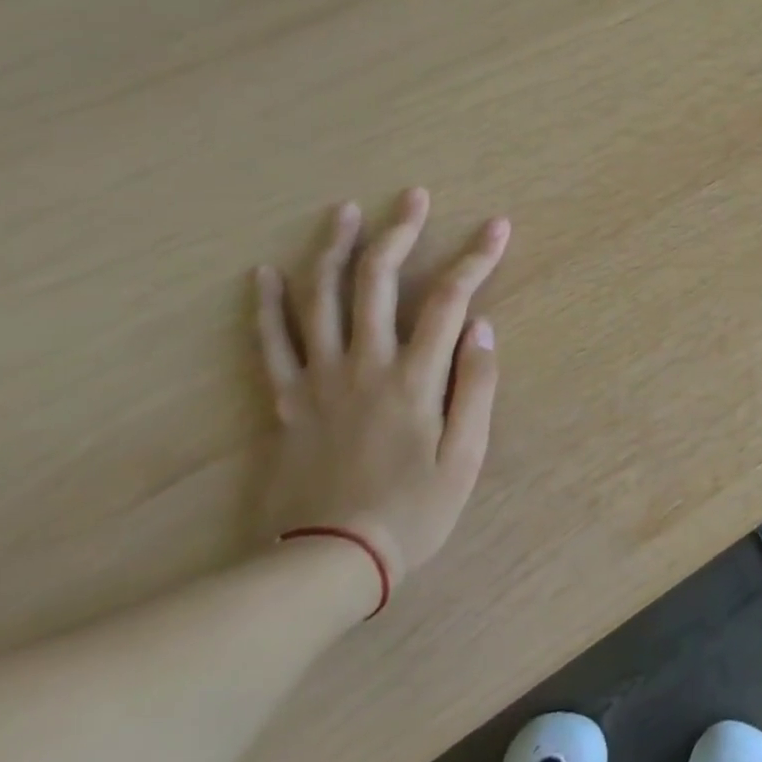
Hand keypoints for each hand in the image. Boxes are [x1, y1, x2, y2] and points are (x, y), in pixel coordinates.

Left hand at [253, 189, 508, 590]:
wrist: (325, 564)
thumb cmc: (411, 511)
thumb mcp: (465, 457)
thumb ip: (476, 387)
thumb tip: (482, 327)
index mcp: (413, 376)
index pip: (449, 299)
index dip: (476, 258)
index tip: (496, 226)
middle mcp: (364, 363)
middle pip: (378, 281)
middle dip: (399, 232)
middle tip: (412, 197)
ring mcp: (318, 379)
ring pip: (320, 299)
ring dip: (333, 249)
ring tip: (343, 211)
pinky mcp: (285, 401)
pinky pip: (270, 344)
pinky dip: (267, 305)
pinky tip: (265, 273)